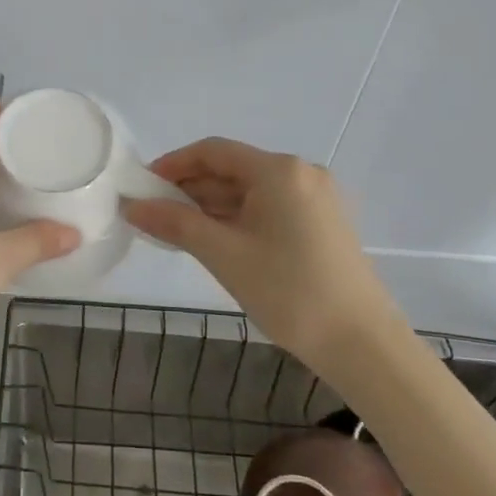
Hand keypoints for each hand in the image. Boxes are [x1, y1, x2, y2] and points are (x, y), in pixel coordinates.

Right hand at [121, 137, 403, 362]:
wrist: (363, 345)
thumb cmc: (289, 291)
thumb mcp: (224, 255)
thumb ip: (175, 223)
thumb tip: (132, 206)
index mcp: (279, 170)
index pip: (213, 151)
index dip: (173, 164)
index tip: (142, 186)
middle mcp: (301, 173)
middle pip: (232, 169)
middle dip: (190, 189)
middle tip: (153, 214)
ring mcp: (316, 199)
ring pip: (250, 191)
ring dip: (211, 206)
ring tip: (175, 231)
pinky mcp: (322, 224)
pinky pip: (269, 208)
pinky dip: (237, 219)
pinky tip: (214, 241)